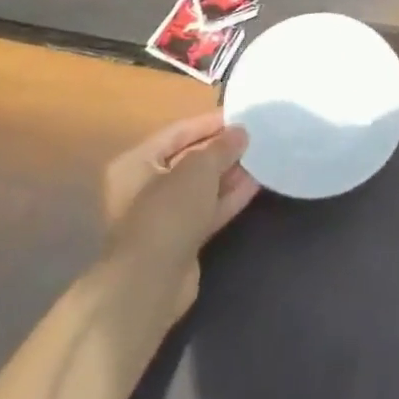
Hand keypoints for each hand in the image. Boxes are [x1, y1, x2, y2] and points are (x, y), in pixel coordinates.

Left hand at [100, 112, 258, 324]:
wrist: (151, 282)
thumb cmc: (167, 212)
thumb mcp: (198, 168)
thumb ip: (221, 147)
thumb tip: (240, 132)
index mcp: (136, 163)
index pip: (177, 133)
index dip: (209, 123)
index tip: (241, 117)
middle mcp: (144, 188)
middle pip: (189, 160)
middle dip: (222, 150)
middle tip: (255, 138)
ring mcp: (163, 216)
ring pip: (201, 187)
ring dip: (229, 173)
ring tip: (262, 157)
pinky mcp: (181, 239)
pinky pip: (208, 210)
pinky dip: (229, 197)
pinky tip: (257, 183)